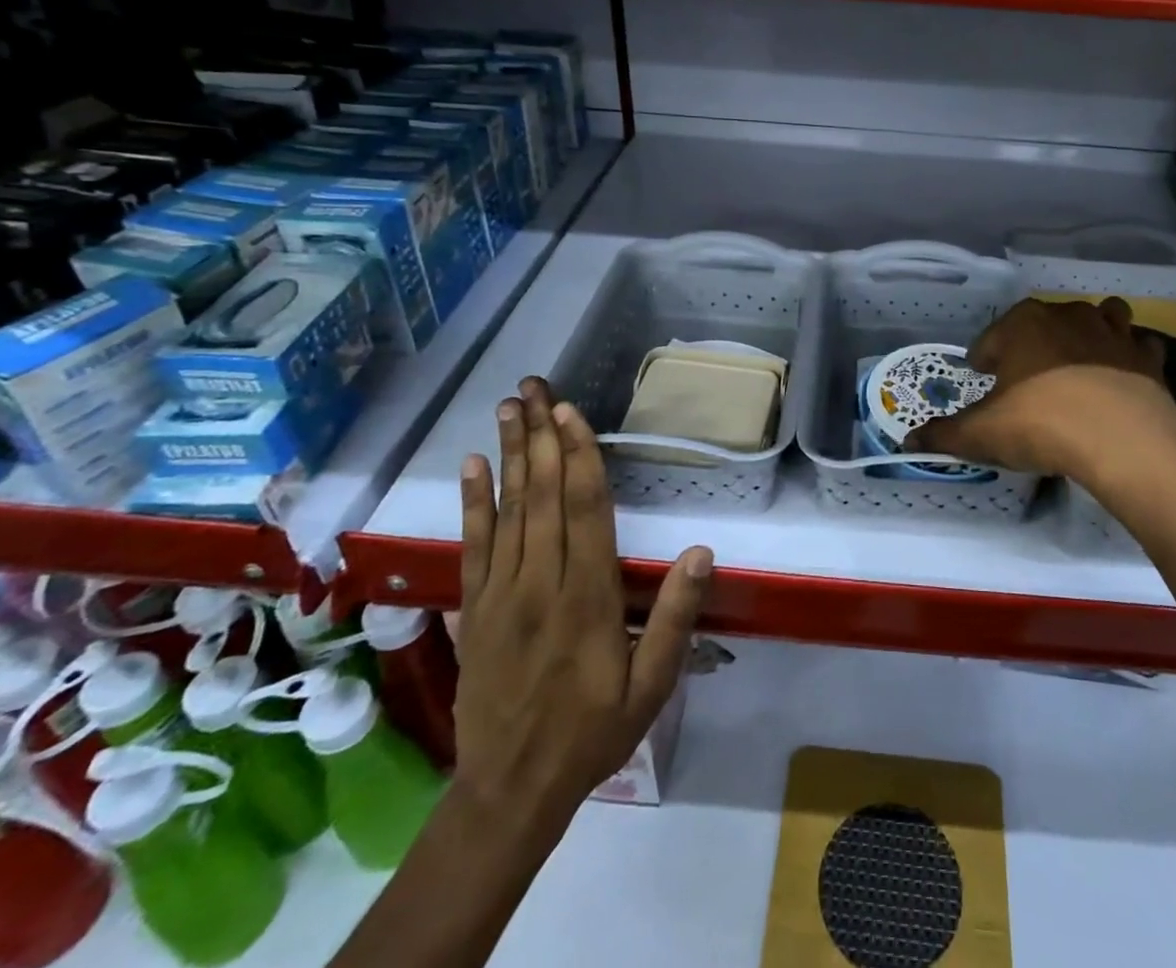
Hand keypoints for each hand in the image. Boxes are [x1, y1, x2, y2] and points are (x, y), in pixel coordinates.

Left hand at [452, 376, 712, 845]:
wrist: (509, 789)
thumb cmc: (591, 731)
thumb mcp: (650, 686)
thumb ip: (675, 617)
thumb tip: (702, 552)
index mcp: (587, 597)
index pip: (584, 511)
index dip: (577, 457)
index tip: (570, 412)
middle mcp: (541, 582)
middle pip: (542, 495)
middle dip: (541, 435)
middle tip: (536, 386)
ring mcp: (502, 592)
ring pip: (508, 509)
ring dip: (509, 453)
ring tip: (509, 406)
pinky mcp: (476, 606)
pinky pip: (473, 544)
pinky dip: (473, 501)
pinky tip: (472, 465)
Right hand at [907, 298, 1175, 531]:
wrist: (1124, 440)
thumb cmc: (1041, 424)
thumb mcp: (982, 434)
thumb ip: (944, 434)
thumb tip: (908, 441)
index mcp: (1023, 324)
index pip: (992, 337)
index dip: (983, 359)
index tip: (983, 378)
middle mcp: (1067, 315)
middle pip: (1043, 322)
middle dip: (1032, 344)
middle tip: (1025, 380)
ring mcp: (1113, 331)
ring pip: (1099, 317)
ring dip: (1087, 334)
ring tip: (1078, 365)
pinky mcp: (1147, 356)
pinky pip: (1136, 346)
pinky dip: (1129, 357)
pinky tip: (1120, 380)